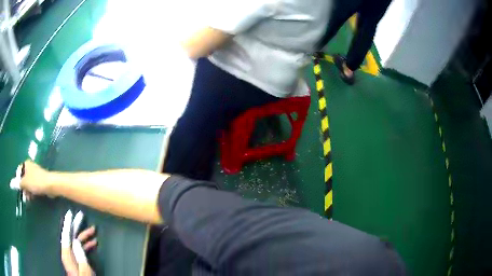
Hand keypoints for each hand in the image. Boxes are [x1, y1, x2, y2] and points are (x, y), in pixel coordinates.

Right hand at [18, 160, 54, 197]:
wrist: (50, 184)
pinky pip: (33, 186)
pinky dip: (32, 191)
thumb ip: (18, 183)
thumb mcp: (25, 183)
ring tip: (28, 198)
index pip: (18, 171)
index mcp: (25, 164)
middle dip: (23, 187)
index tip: (19, 189)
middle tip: (24, 196)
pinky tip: (32, 197)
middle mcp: (30, 167)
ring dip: (27, 191)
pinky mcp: (40, 180)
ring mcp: (35, 173)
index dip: (18, 181)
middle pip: (23, 178)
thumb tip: (11, 183)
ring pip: (28, 183)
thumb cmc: (36, 182)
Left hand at [61, 210, 96, 275]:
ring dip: (84, 236)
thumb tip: (75, 240)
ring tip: (93, 230)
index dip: (68, 223)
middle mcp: (68, 253)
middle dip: (76, 226)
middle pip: (71, 236)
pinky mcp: (78, 260)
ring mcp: (73, 256)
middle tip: (82, 216)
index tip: (70, 213)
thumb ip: (79, 255)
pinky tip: (93, 243)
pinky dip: (87, 245)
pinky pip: (81, 249)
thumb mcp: (84, 270)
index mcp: (67, 254)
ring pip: (77, 242)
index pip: (66, 235)